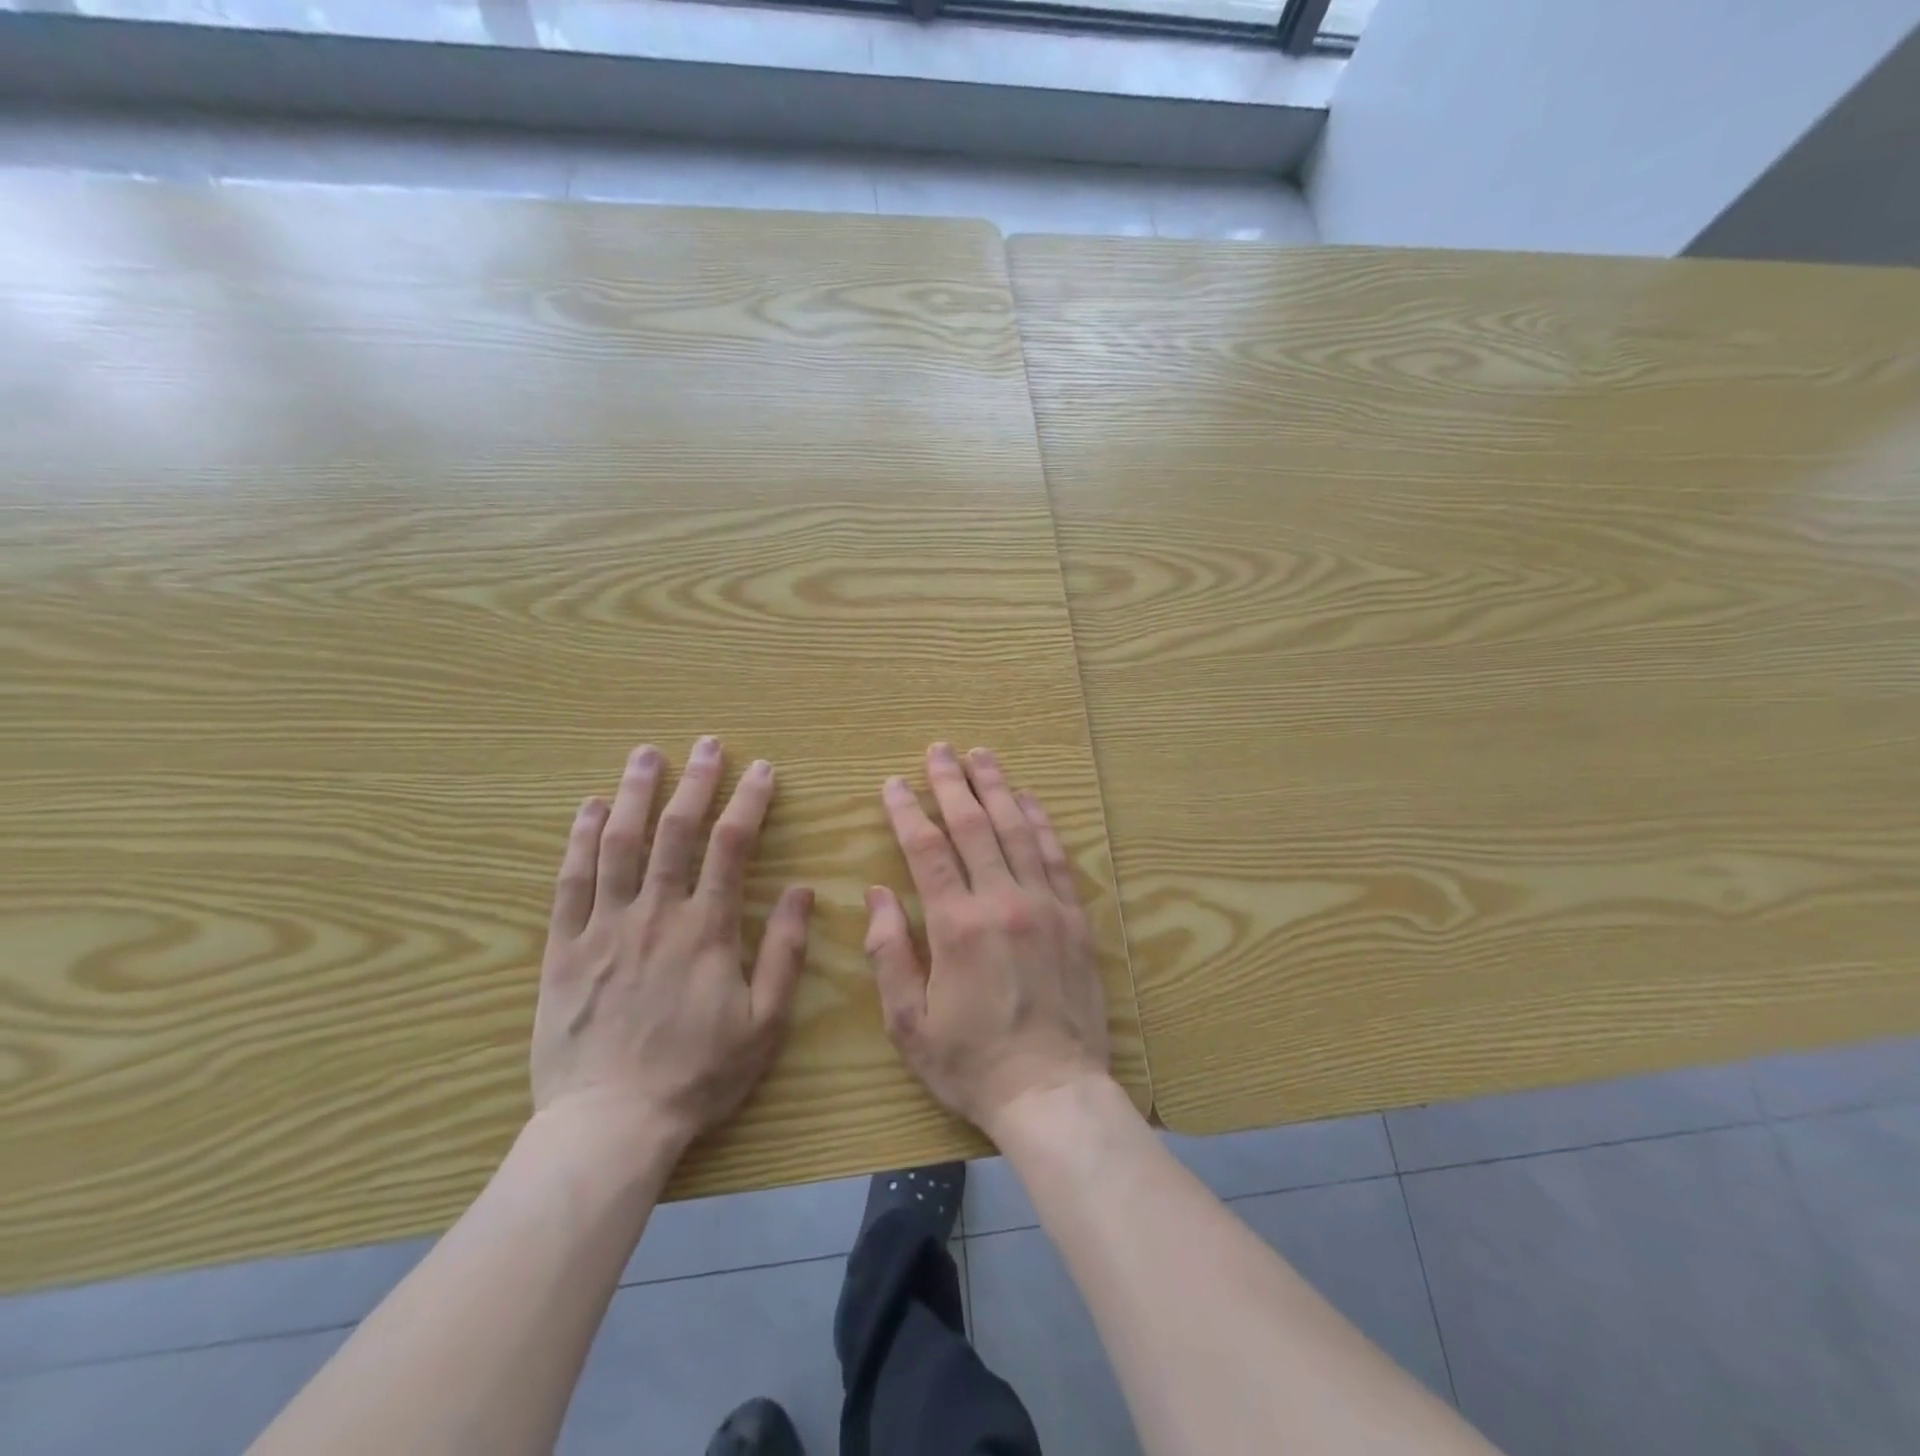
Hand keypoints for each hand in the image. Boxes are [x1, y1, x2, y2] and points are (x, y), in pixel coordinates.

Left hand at [530, 737, 814, 1149]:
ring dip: (636, 794)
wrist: (609, 1125)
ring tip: (646, 754)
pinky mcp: (565, 948)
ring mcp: (605, 927)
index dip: (749, 802)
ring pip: (620, 845)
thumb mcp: (764, 1022)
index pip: (731, 847)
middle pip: (675, 832)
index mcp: (706, 930)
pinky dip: (581, 839)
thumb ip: (784, 952)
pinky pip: (571, 882)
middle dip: (695, 782)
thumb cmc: (697, 1075)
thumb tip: (801, 890)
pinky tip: (590, 808)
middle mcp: (655, 914)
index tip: (761, 770)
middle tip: (705, 743)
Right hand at [864, 742, 1111, 1138]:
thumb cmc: (971, 1063)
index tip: (894, 783)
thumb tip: (878, 893)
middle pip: (974, 826)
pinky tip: (1029, 800)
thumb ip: (889, 952)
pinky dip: (1041, 822)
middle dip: (952, 783)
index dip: (907, 811)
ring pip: (1017, 830)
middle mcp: (1003, 902)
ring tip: (981, 756)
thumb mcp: (909, 1022)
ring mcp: (1045, 906)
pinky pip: (1056, 856)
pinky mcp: (1075, 918)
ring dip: (997, 789)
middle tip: (939, 750)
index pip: (927, 849)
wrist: (1051, 1092)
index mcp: (957, 926)